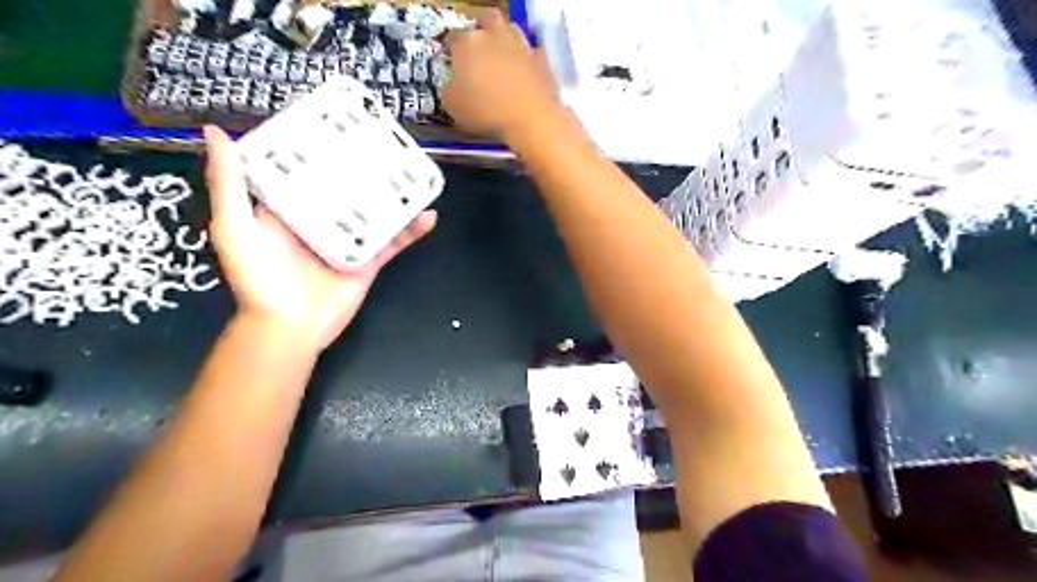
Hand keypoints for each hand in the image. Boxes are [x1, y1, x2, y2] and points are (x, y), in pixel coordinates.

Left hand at [204, 125, 434, 347]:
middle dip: (363, 164)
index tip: (334, 118)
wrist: (289, 329)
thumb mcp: (234, 228)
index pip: (304, 169)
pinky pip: (393, 242)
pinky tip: (429, 215)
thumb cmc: (258, 279)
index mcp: (288, 208)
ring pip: (375, 210)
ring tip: (412, 171)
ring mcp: (348, 240)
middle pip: (345, 186)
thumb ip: (229, 184)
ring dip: (394, 194)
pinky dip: (412, 230)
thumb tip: (217, 132)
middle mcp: (320, 219)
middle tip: (384, 140)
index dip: (317, 144)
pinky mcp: (369, 261)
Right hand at [444, 10, 564, 139]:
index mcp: (467, 43)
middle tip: (479, 45)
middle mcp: (494, 36)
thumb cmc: (485, 112)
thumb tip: (454, 84)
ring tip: (502, 56)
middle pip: (486, 18)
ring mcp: (521, 45)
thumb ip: (449, 88)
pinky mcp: (542, 60)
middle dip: (481, 28)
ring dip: (505, 39)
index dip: (452, 47)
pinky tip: (525, 71)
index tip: (452, 58)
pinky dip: (527, 59)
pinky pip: (533, 53)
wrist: (530, 119)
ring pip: (512, 30)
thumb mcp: (452, 106)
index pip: (454, 36)